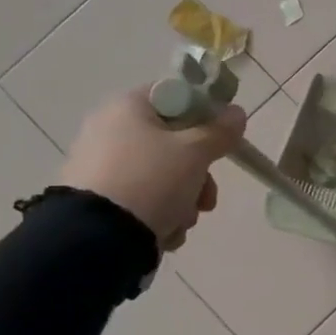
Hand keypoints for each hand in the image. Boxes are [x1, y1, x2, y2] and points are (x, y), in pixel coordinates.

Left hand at [57, 88, 246, 249]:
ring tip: (183, 220)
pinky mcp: (99, 200)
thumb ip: (220, 131)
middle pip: (173, 143)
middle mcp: (109, 131)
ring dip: (184, 200)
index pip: (175, 97)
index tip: (221, 139)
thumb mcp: (195, 153)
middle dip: (199, 174)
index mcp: (127, 107)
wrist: (98, 237)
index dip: (204, 114)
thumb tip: (237, 113)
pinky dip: (159, 214)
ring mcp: (102, 167)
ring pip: (163, 176)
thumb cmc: (152, 180)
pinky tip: (163, 231)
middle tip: (207, 196)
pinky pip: (143, 199)